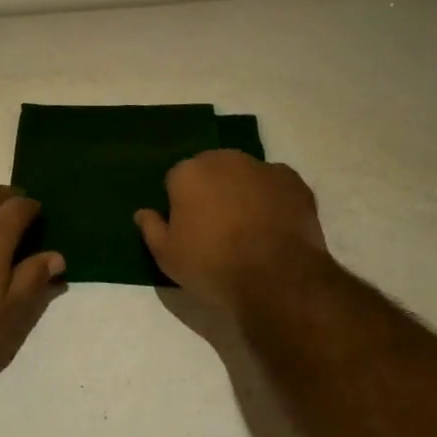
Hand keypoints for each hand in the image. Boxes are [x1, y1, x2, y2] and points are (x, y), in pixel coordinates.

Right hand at [136, 150, 330, 311]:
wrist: (276, 277)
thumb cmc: (212, 265)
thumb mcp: (167, 256)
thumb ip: (151, 229)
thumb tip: (142, 212)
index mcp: (188, 172)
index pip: (176, 181)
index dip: (180, 205)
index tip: (188, 229)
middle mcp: (223, 159)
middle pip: (211, 170)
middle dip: (211, 190)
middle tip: (217, 227)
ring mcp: (262, 167)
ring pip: (244, 175)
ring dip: (242, 191)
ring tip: (249, 228)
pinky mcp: (294, 182)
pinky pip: (275, 185)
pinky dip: (272, 198)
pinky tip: (274, 225)